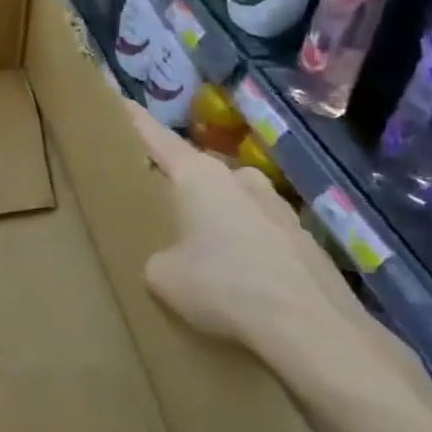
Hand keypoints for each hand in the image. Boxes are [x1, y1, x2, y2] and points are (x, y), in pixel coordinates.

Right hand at [129, 104, 343, 354]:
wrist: (316, 331)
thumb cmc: (225, 288)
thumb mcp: (163, 276)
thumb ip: (157, 254)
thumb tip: (170, 258)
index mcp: (198, 175)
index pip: (154, 136)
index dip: (131, 118)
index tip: (115, 100)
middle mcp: (239, 177)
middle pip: (196, 170)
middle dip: (176, 184)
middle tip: (155, 204)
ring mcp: (278, 205)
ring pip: (230, 201)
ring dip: (214, 217)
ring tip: (200, 250)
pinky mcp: (304, 238)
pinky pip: (258, 231)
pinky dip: (244, 246)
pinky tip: (241, 280)